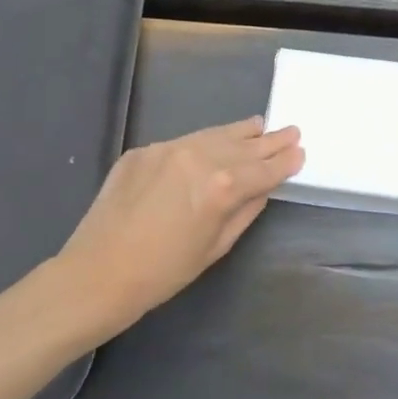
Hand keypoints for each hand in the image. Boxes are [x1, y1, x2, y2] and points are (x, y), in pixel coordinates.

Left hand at [52, 116, 303, 343]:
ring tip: (258, 125)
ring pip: (214, 135)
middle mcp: (199, 158)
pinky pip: (184, 142)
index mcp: (222, 187)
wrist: (97, 273)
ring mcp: (168, 149)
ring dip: (240, 132)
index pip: (264, 169)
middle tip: (291, 131)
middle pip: (243, 145)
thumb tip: (262, 188)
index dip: (284, 161)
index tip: (300, 151)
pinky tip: (214, 143)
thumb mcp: (216, 246)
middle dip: (269, 140)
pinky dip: (204, 142)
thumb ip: (245, 211)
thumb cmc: (164, 273)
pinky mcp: (143, 150)